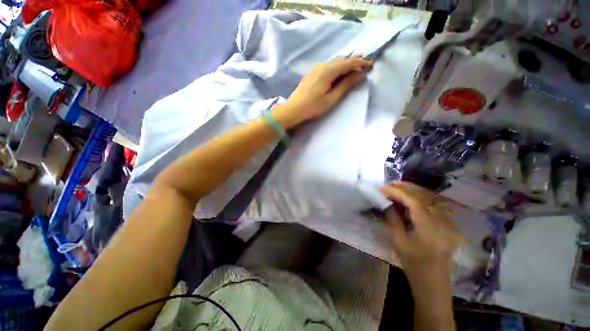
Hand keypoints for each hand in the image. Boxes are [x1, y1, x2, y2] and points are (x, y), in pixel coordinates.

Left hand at [272, 56, 371, 128]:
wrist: (293, 109)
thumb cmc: (313, 106)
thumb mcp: (331, 98)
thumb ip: (345, 85)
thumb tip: (359, 75)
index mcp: (328, 71)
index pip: (347, 63)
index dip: (359, 63)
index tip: (370, 64)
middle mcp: (322, 66)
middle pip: (341, 60)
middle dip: (353, 61)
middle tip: (364, 62)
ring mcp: (315, 69)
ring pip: (333, 63)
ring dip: (345, 63)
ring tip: (354, 64)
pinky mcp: (312, 74)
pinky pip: (327, 66)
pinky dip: (336, 67)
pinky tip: (338, 70)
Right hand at [379, 181, 462, 276]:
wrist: (433, 281)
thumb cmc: (413, 264)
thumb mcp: (398, 241)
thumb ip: (393, 218)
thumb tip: (387, 201)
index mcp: (430, 228)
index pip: (413, 201)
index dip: (397, 192)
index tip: (382, 188)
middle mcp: (444, 222)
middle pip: (425, 196)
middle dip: (406, 187)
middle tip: (389, 184)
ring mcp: (449, 223)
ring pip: (432, 198)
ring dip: (414, 190)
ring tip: (398, 186)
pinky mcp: (449, 224)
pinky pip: (435, 204)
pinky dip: (422, 197)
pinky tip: (412, 196)